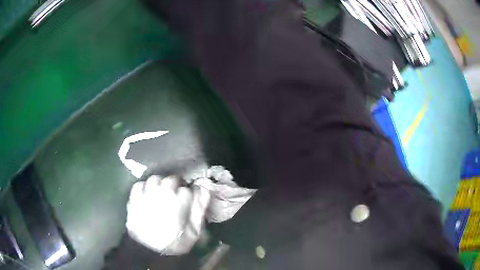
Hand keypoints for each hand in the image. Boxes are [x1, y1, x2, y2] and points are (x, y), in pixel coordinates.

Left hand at [126, 176, 210, 254]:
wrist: (149, 251)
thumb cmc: (174, 243)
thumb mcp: (194, 231)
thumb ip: (200, 208)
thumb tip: (205, 188)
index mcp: (179, 202)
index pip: (188, 190)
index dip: (189, 196)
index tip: (187, 203)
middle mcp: (162, 194)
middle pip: (172, 180)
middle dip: (176, 187)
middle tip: (175, 198)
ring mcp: (146, 195)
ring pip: (155, 179)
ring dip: (160, 185)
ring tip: (160, 194)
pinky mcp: (134, 199)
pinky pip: (139, 184)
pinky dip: (144, 188)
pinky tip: (147, 196)